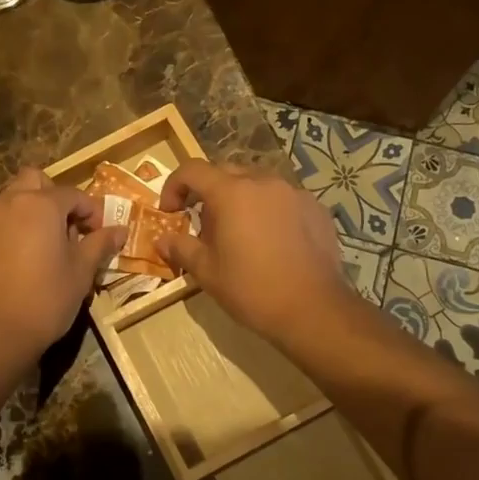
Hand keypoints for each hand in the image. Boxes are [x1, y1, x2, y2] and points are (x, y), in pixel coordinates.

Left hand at [0, 168, 125, 366]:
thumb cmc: (46, 300)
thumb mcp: (81, 272)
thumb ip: (100, 244)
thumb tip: (120, 230)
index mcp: (41, 205)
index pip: (73, 194)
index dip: (91, 211)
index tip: (98, 233)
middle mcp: (8, 203)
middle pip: (34, 181)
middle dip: (53, 196)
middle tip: (66, 227)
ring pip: (10, 201)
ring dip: (28, 212)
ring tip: (41, 245)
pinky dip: (7, 231)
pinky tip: (15, 261)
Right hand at [156, 160, 354, 342]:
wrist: (313, 309)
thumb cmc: (252, 289)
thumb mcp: (207, 272)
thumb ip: (181, 248)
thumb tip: (162, 239)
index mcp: (232, 193)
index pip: (192, 170)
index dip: (174, 186)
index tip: (171, 212)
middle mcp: (263, 182)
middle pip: (226, 172)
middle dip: (207, 192)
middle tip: (203, 224)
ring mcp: (294, 193)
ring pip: (257, 183)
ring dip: (240, 199)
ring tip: (239, 232)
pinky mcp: (316, 208)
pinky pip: (283, 199)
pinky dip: (269, 210)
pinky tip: (272, 241)